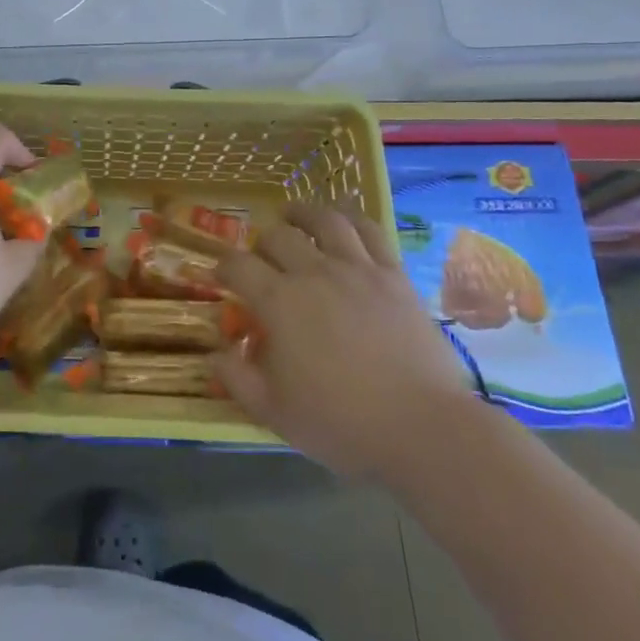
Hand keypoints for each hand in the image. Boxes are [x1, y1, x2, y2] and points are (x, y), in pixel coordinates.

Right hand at [212, 202, 478, 479]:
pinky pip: (370, 232)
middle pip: (278, 237)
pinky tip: (345, 222)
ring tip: (294, 214)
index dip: (223, 266)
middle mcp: (314, 274)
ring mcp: (358, 270)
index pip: (239, 267)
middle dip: (261, 243)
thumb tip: (217, 353)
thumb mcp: (275, 412)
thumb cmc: (341, 423)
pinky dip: (352, 219)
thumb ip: (238, 379)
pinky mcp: (394, 275)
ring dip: (303, 213)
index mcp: (279, 303)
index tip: (220, 274)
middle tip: (261, 257)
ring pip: (325, 221)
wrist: (422, 427)